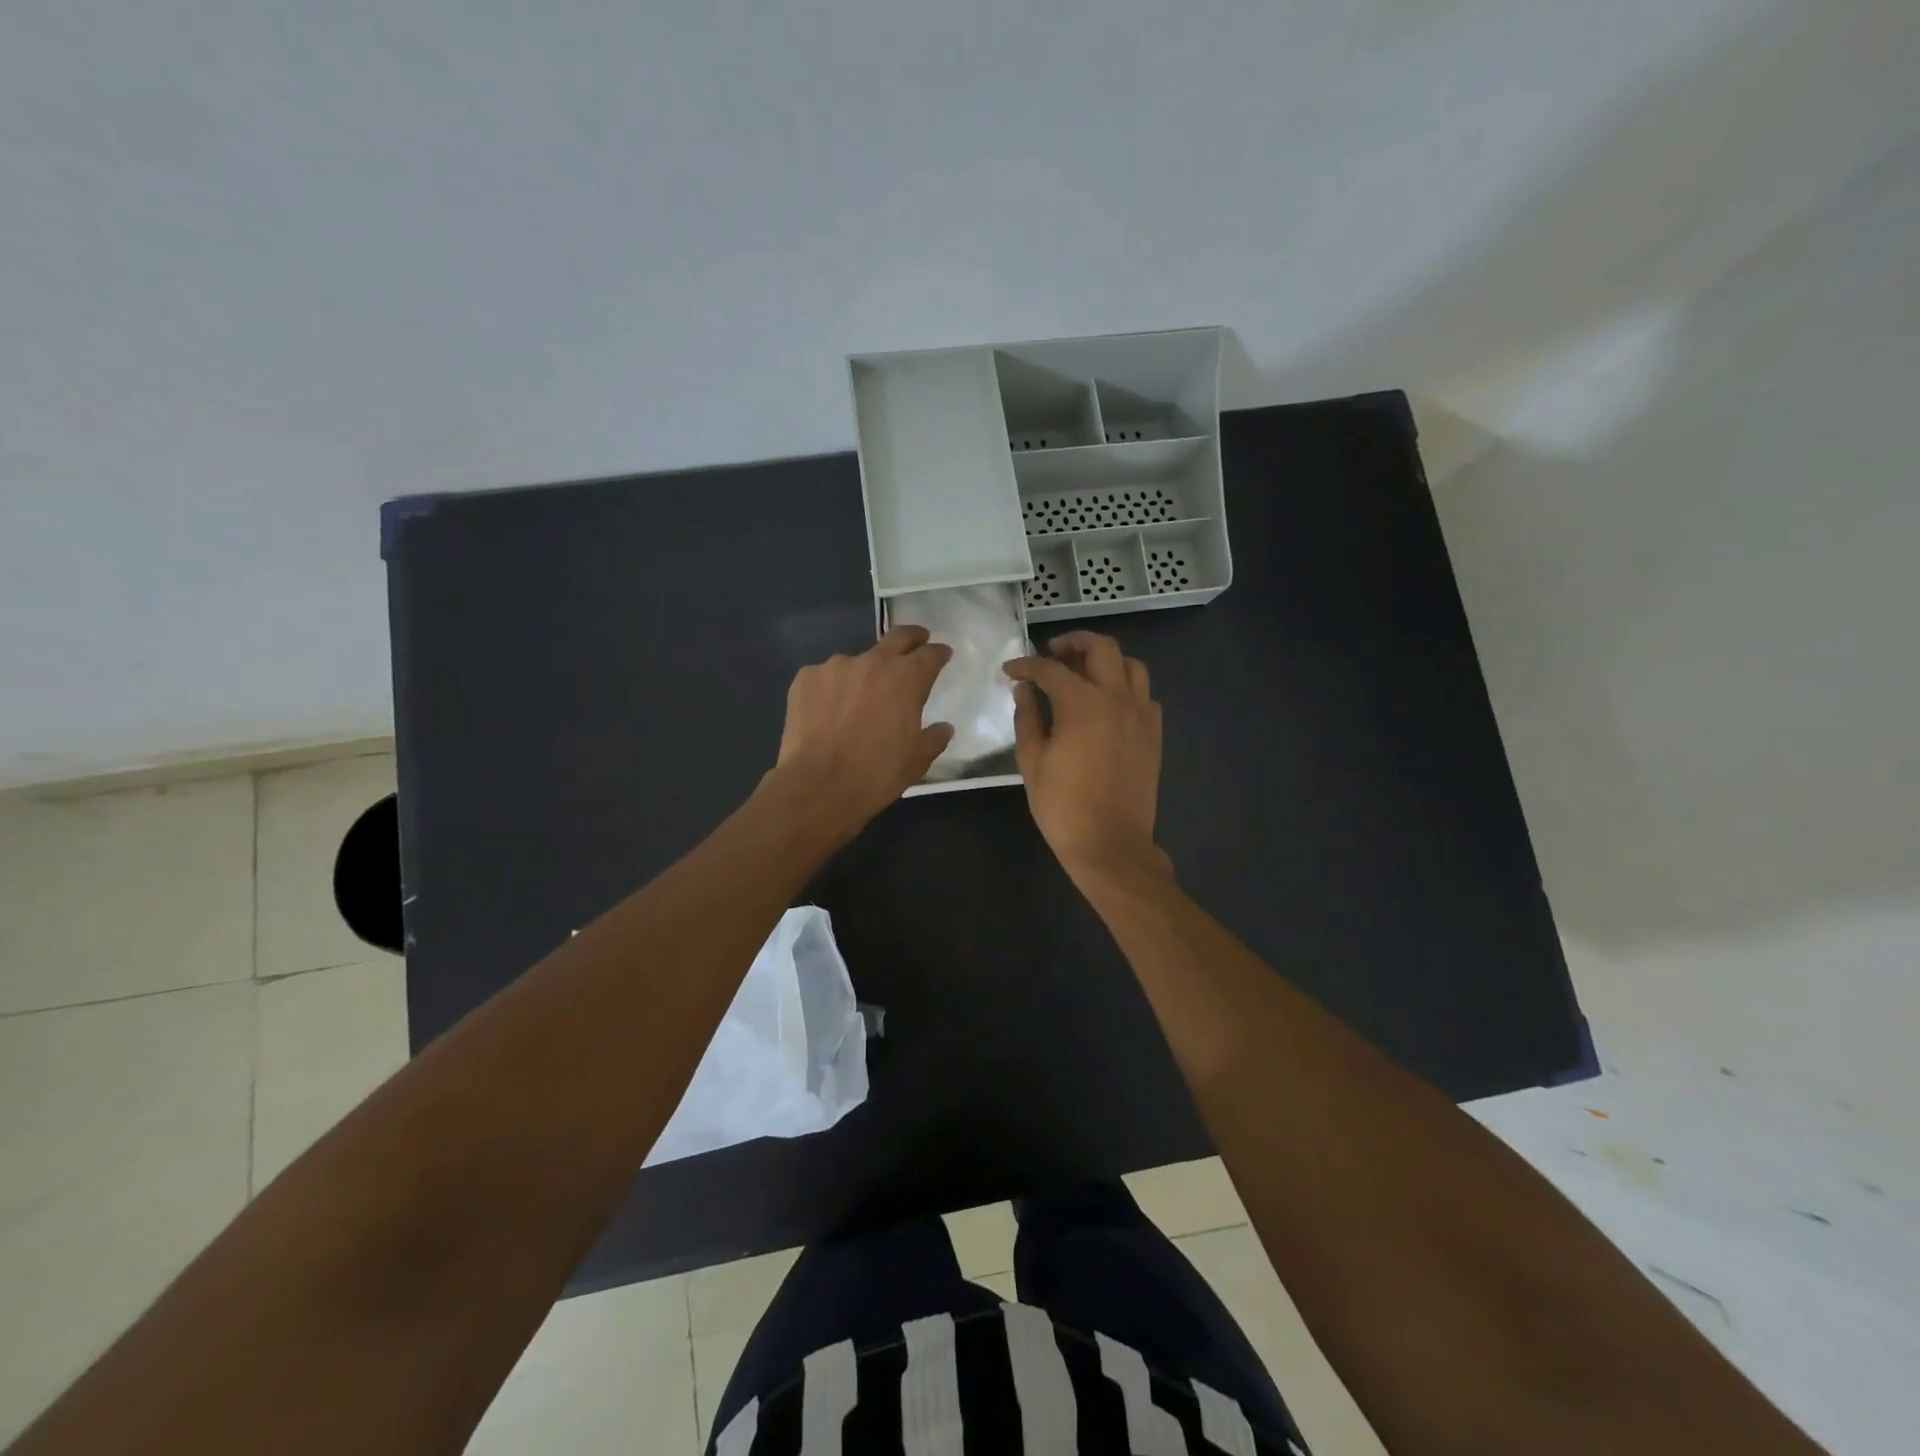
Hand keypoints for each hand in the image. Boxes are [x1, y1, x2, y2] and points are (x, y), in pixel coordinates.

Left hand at [766, 625, 953, 839]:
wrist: (817, 785)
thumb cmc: (877, 773)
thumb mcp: (916, 761)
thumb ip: (933, 738)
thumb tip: (944, 728)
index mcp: (907, 678)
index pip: (930, 654)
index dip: (939, 653)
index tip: (943, 655)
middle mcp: (873, 662)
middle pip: (897, 637)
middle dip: (911, 637)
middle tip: (917, 642)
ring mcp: (835, 666)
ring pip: (857, 662)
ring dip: (864, 674)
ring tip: (859, 698)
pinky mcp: (805, 678)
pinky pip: (825, 678)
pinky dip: (832, 689)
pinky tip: (828, 711)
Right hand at [1004, 631, 1169, 881]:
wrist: (1111, 844)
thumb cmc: (1063, 806)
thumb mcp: (1032, 762)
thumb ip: (1027, 718)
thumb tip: (1024, 690)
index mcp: (1082, 703)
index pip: (1050, 669)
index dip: (1026, 665)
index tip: (1010, 670)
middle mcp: (1117, 698)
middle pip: (1101, 648)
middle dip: (1073, 643)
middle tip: (1051, 654)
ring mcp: (1141, 714)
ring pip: (1131, 665)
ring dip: (1106, 660)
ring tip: (1084, 673)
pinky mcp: (1154, 733)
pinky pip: (1145, 695)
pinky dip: (1126, 687)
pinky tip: (1108, 703)